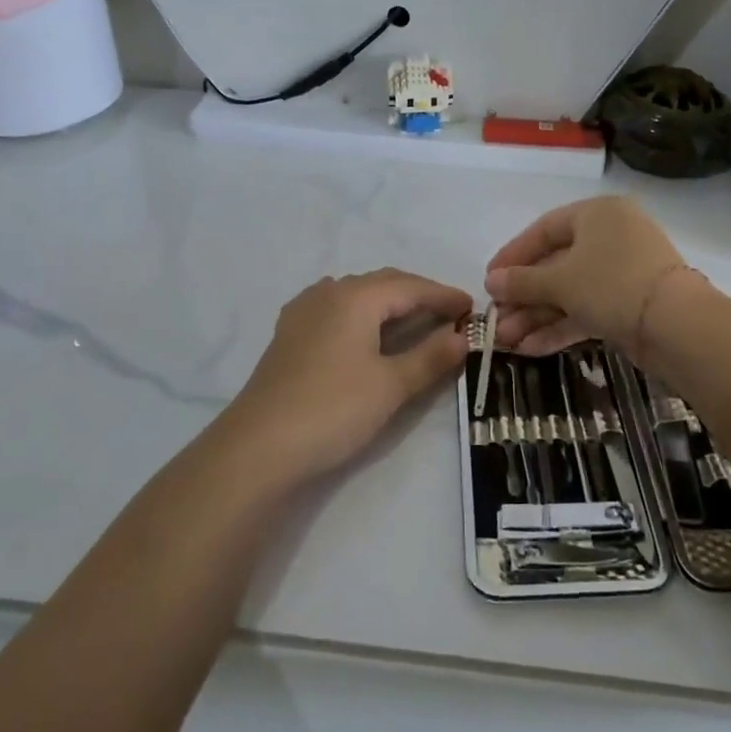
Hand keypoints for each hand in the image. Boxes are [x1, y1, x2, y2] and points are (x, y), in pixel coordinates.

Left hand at [219, 268, 471, 483]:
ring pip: (357, 294)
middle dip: (419, 295)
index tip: (472, 306)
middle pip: (383, 283)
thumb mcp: (391, 385)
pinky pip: (336, 309)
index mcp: (355, 296)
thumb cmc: (332, 409)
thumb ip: (430, 357)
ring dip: (389, 303)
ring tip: (413, 321)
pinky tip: (364, 330)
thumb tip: (463, 337)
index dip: (443, 295)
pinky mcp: (289, 334)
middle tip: (449, 315)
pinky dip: (363, 314)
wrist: (258, 448)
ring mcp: (304, 311)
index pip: (410, 286)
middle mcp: (328, 292)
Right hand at [485, 197, 684, 356]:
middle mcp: (611, 237)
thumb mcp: (560, 281)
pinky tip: (531, 349)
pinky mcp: (629, 304)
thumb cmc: (612, 284)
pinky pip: (586, 310)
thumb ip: (522, 282)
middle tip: (496, 319)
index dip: (513, 255)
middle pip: (555, 264)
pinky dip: (560, 327)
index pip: (544, 229)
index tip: (489, 280)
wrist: (677, 326)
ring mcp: (622, 273)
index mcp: (597, 214)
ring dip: (537, 316)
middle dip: (524, 296)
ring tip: (506, 342)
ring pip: (570, 292)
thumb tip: (491, 283)